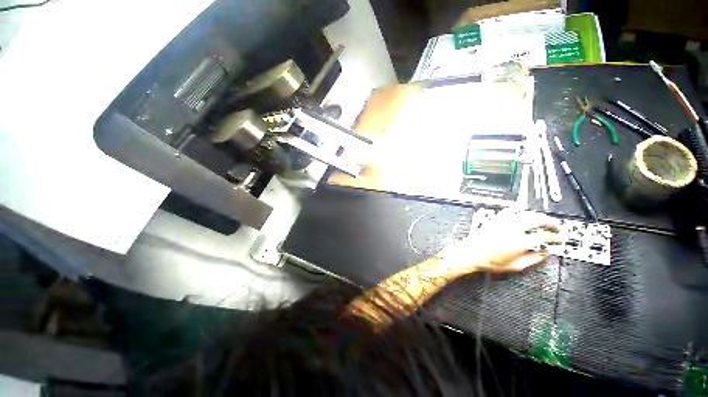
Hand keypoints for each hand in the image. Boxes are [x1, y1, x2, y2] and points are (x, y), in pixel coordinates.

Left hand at [437, 210, 559, 276]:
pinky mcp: (495, 219)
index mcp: (520, 242)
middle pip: (537, 219)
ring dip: (537, 215)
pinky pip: (509, 210)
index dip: (555, 237)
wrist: (470, 254)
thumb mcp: (515, 267)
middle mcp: (512, 229)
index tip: (559, 239)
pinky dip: (519, 209)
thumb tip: (545, 254)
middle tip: (556, 227)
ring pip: (525, 212)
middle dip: (551, 222)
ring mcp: (503, 222)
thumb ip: (533, 260)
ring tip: (543, 220)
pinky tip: (522, 211)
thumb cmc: (489, 262)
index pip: (544, 235)